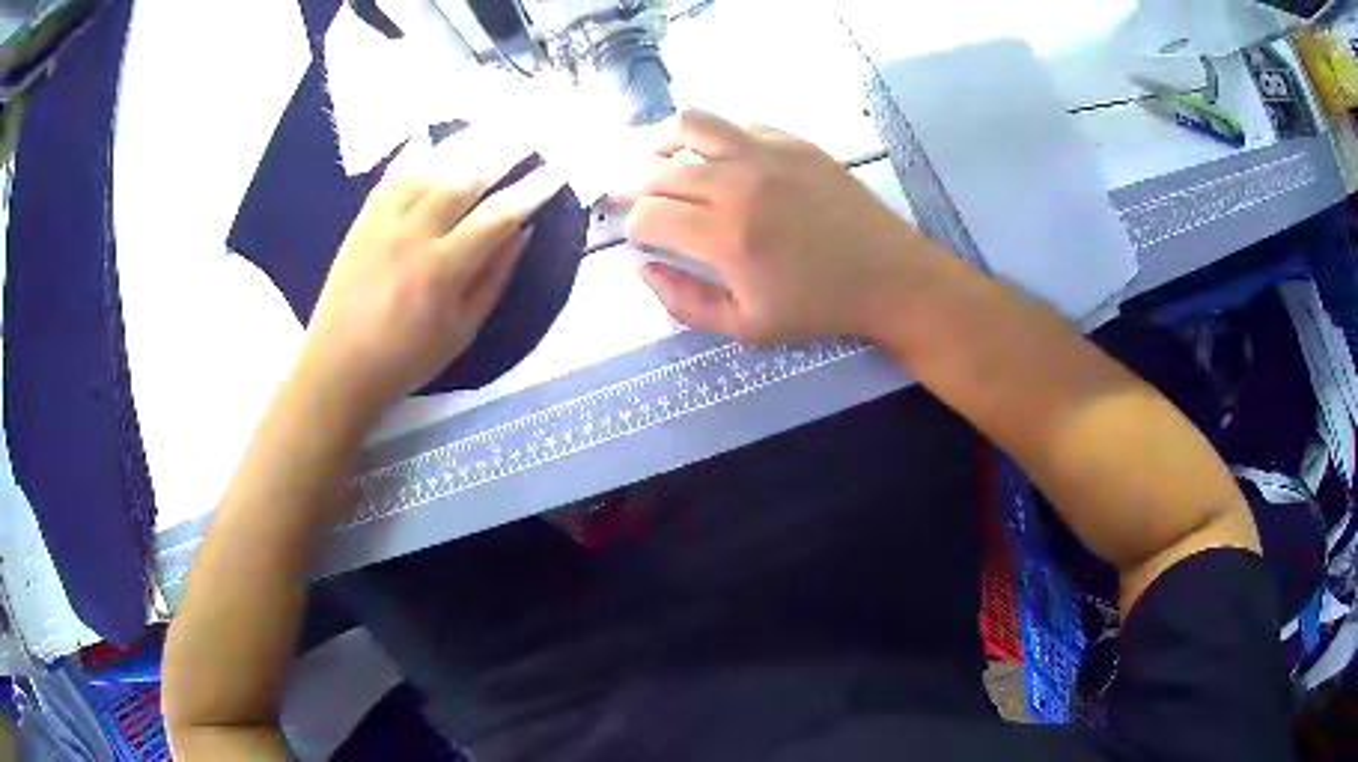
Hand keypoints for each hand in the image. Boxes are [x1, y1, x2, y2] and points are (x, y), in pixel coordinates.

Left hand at [295, 130, 565, 413]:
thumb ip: (493, 278)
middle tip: (533, 128)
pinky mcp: (363, 218)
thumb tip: (521, 231)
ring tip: (494, 122)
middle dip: (504, 150)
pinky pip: (392, 174)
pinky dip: (414, 150)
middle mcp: (413, 235)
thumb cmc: (406, 357)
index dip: (530, 191)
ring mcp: (384, 221)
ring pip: (430, 167)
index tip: (557, 170)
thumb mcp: (461, 331)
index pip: (496, 217)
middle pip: (465, 179)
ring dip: (466, 141)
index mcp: (442, 270)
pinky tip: (434, 133)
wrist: (338, 364)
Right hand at [623, 110, 945, 345]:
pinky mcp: (793, 141)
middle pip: (657, 168)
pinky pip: (736, 125)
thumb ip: (684, 302)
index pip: (647, 215)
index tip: (638, 235)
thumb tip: (643, 267)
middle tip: (624, 194)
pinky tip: (716, 158)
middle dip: (630, 183)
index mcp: (725, 237)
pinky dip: (713, 139)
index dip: (631, 226)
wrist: (889, 277)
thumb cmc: (818, 308)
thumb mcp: (745, 327)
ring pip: (690, 123)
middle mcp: (738, 184)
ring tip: (656, 158)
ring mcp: (767, 154)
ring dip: (661, 140)